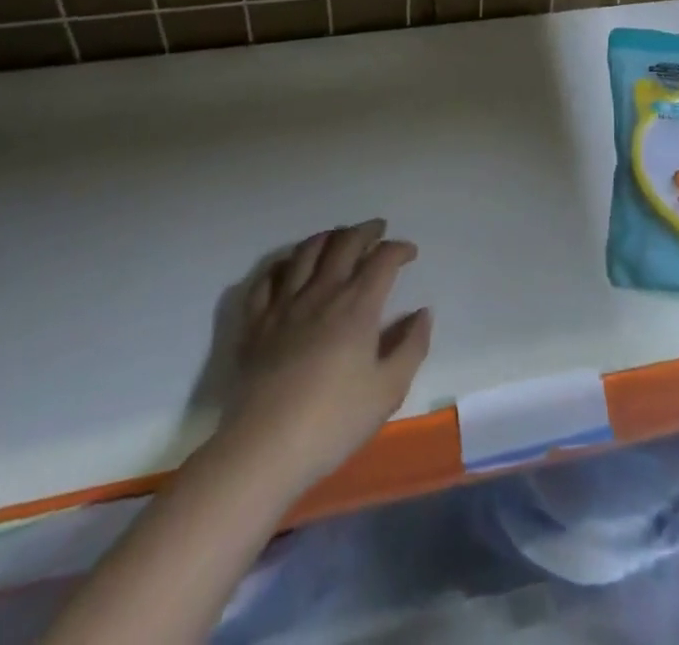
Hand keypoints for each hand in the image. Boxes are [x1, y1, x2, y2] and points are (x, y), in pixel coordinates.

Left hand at [217, 219, 431, 488]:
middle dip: (366, 231)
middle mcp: (322, 292)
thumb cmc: (333, 421)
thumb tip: (423, 313)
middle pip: (345, 243)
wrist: (264, 448)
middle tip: (377, 230)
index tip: (409, 253)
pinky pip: (268, 279)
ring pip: (306, 252)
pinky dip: (282, 264)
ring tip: (338, 238)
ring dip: (327, 237)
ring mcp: (284, 304)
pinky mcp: (256, 322)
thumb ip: (411, 346)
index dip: (399, 249)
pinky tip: (289, 266)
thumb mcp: (389, 390)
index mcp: (357, 305)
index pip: (383, 259)